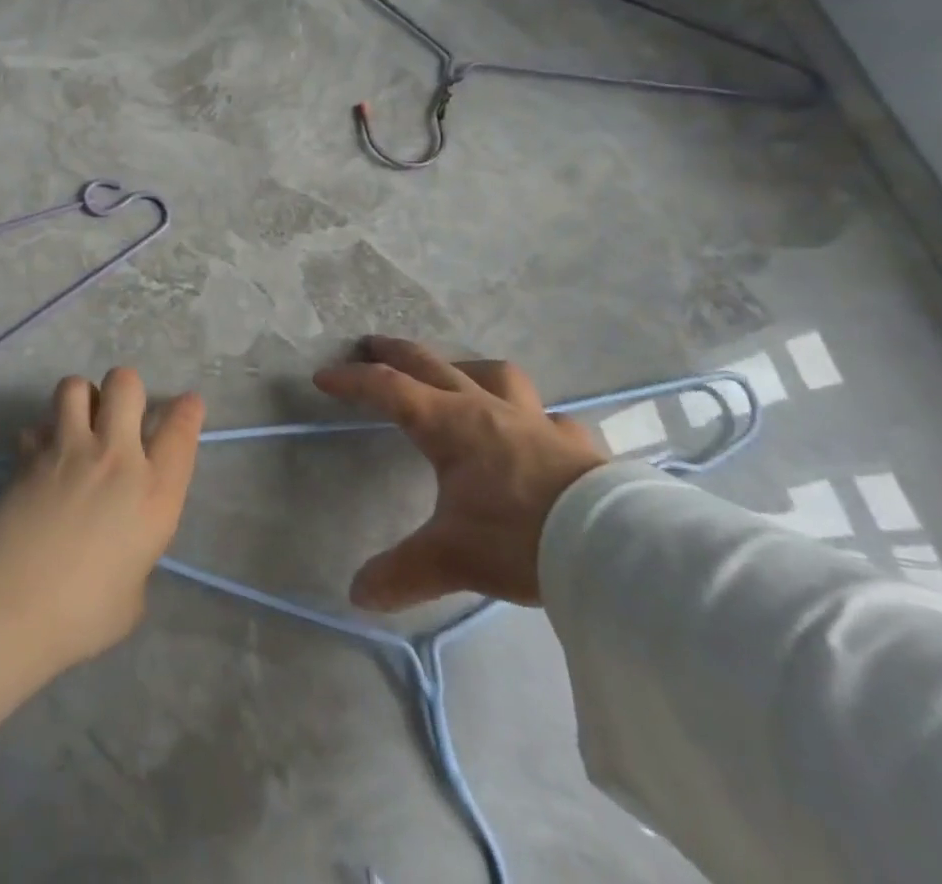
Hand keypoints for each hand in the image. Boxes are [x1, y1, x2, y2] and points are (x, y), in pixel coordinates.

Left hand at [0, 368, 202, 749]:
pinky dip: (41, 436)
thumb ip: (135, 554)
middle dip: (126, 390)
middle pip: (126, 385)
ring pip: (76, 386)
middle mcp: (115, 457)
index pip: (180, 431)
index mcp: (154, 495)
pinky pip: (37, 425)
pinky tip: (41, 458)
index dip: (187, 410)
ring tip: (78, 423)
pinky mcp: (28, 454)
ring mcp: (68, 449)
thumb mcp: (133, 594)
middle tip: (118, 415)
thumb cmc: (82, 615)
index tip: (187, 403)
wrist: (10, 605)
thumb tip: (119, 543)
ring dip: (81, 399)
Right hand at [315, 336, 603, 608]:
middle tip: (370, 345)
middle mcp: (487, 409)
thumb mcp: (452, 557)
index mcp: (449, 424)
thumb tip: (358, 595)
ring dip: (465, 367)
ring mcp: (535, 421)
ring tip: (453, 374)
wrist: (617, 549)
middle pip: (432, 364)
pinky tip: (534, 431)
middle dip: (395, 352)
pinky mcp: (575, 443)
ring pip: (495, 374)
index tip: (323, 377)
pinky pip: (548, 415)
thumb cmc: (521, 538)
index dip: (352, 381)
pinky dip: (532, 416)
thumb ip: (403, 572)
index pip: (388, 389)